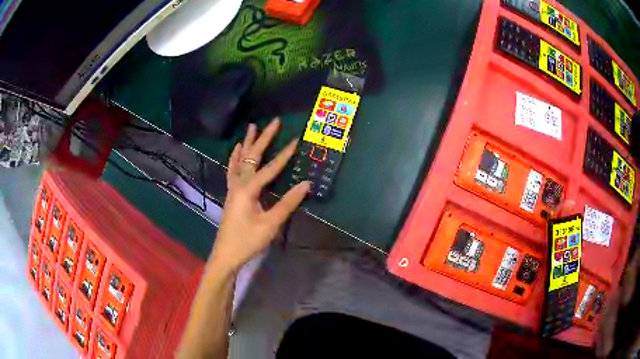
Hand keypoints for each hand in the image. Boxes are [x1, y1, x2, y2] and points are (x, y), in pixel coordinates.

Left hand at [210, 118, 310, 272]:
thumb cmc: (248, 241)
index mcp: (248, 190)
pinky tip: (236, 150)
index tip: (296, 140)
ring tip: (252, 127)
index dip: (284, 155)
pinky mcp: (232, 194)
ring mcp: (233, 188)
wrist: (226, 254)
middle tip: (274, 122)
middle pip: (252, 156)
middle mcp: (239, 184)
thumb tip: (306, 184)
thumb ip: (288, 203)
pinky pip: (233, 170)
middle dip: (264, 138)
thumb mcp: (270, 224)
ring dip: (247, 143)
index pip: (270, 168)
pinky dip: (235, 157)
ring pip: (240, 160)